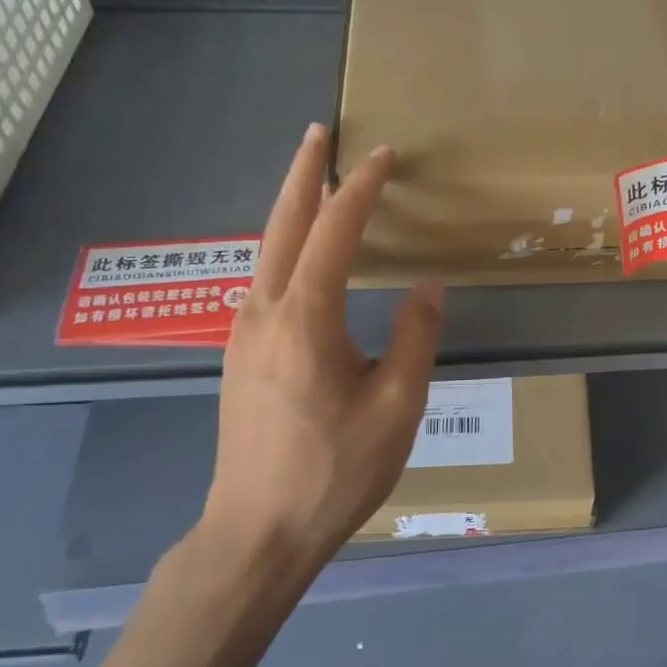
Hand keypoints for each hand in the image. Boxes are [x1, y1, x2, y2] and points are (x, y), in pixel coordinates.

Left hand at [198, 123, 443, 573]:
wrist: (256, 533)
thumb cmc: (334, 471)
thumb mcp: (397, 407)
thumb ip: (415, 338)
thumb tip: (426, 287)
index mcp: (305, 319)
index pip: (334, 232)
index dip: (360, 189)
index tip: (383, 155)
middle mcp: (264, 313)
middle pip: (282, 225)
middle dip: (303, 174)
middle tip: (319, 133)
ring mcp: (243, 334)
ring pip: (266, 250)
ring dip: (290, 208)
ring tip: (314, 181)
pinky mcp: (241, 356)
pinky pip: (264, 279)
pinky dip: (284, 246)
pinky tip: (299, 254)